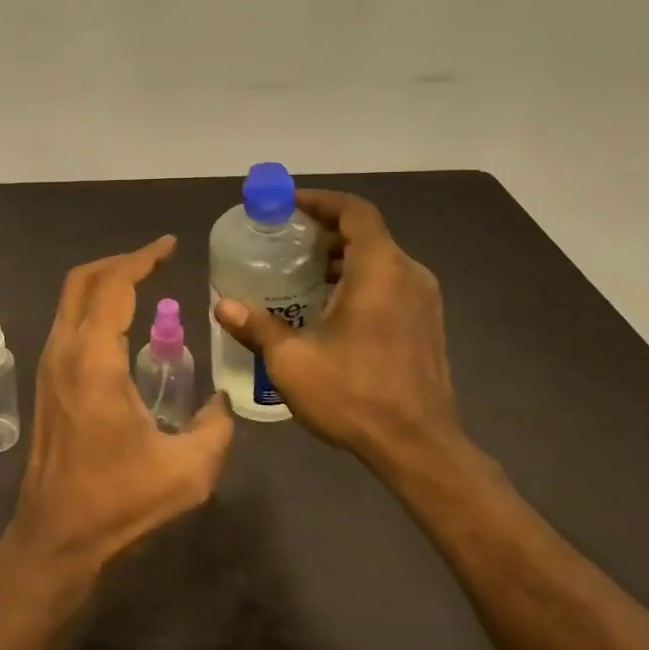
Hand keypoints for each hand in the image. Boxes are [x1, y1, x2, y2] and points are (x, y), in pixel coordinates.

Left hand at [12, 236, 234, 578]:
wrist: (55, 537)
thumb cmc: (118, 502)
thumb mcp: (188, 472)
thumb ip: (216, 428)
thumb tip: (221, 402)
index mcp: (94, 361)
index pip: (114, 286)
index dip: (142, 259)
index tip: (170, 245)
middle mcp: (64, 351)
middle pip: (83, 281)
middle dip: (120, 261)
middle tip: (157, 259)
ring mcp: (49, 365)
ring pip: (70, 300)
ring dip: (105, 282)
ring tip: (144, 283)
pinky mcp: (47, 381)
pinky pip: (69, 322)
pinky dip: (95, 306)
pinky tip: (123, 325)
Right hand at [212, 191, 459, 469]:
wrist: (420, 448)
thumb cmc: (355, 395)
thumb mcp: (292, 361)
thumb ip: (257, 327)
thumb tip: (221, 305)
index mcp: (380, 270)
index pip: (354, 212)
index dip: (321, 201)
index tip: (288, 205)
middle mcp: (408, 275)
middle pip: (366, 233)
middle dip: (325, 231)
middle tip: (285, 241)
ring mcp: (424, 301)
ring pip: (380, 260)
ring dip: (343, 258)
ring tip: (302, 274)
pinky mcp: (427, 325)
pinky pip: (391, 283)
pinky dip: (360, 280)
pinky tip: (331, 308)